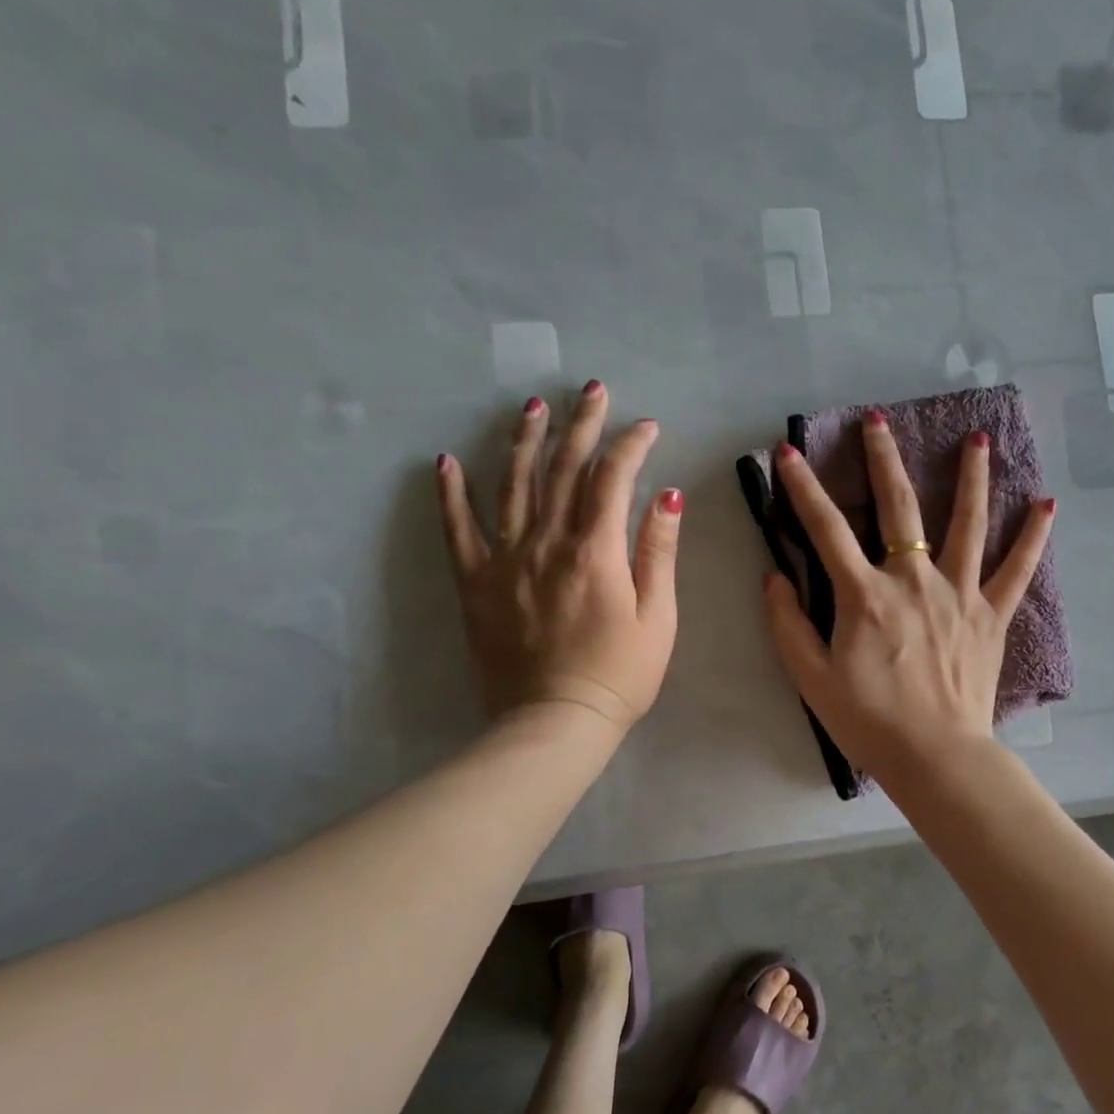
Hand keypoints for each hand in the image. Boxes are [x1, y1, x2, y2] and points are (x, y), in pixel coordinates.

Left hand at [436, 381, 680, 732]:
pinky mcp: (475, 583)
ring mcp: (505, 560)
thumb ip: (658, 552)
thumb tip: (667, 496)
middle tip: (591, 390)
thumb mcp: (658, 617)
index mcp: (596, 551)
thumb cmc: (619, 674)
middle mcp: (547, 543)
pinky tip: (446, 462)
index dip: (630, 445)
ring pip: (512, 485)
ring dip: (524, 441)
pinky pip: (458, 530)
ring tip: (532, 407)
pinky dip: (451, 494)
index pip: (612, 478)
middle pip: (563, 469)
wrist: (554, 723)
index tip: (646, 426)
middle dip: (581, 425)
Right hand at [763, 412, 1054, 781]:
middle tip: (876, 419)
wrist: (935, 756)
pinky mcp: (991, 614)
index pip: (825, 528)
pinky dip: (1032, 537)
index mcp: (865, 595)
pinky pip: (1016, 569)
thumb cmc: (869, 721)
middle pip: (899, 506)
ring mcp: (958, 593)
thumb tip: (773, 577)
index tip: (788, 452)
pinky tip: (1046, 503)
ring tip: (978, 438)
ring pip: (966, 523)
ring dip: (971, 477)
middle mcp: (913, 580)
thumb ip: (788, 624)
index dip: (802, 488)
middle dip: (882, 458)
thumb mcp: (812, 678)